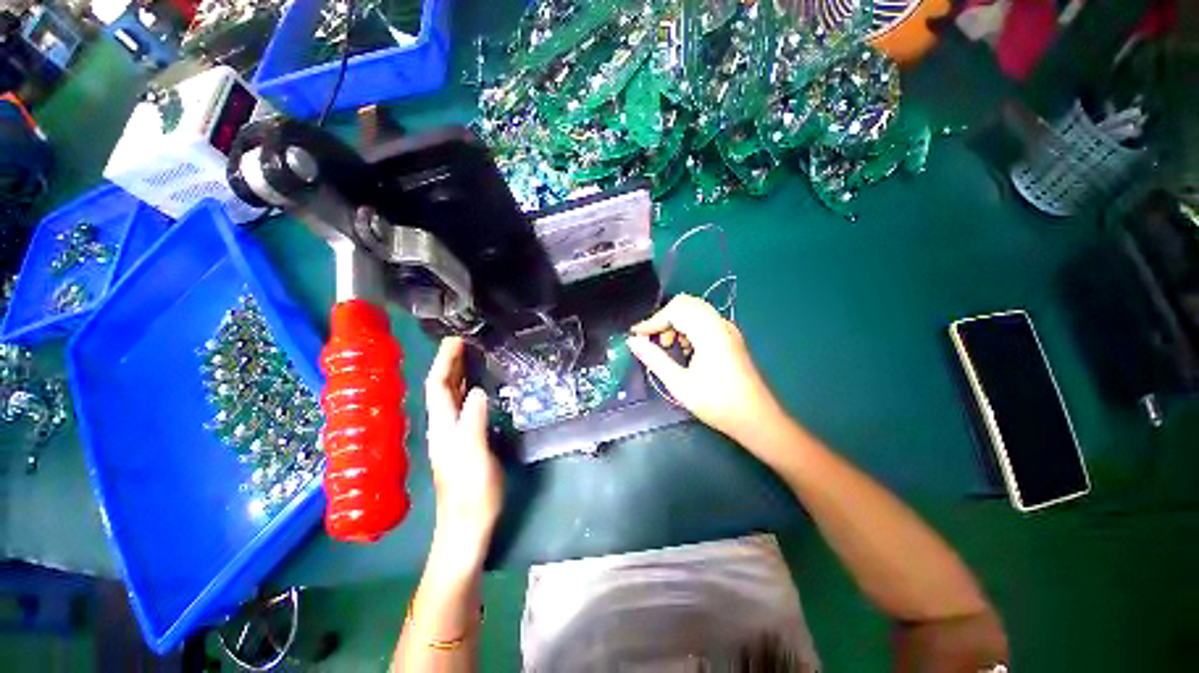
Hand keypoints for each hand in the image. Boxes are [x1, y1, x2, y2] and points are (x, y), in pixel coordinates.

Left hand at [425, 337, 503, 557]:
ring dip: (459, 374)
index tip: (456, 339)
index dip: (444, 361)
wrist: (467, 527)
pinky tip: (480, 387)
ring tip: (473, 356)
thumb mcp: (475, 456)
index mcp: (444, 426)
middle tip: (467, 341)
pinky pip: (463, 407)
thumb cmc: (472, 493)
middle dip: (450, 362)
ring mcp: (453, 435)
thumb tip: (479, 391)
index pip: (437, 386)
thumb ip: (474, 422)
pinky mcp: (464, 441)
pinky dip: (469, 390)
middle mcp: (444, 427)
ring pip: (452, 397)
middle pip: (442, 388)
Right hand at [628, 294, 782, 442]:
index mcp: (709, 332)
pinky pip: (704, 320)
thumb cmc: (717, 403)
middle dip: (664, 318)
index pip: (676, 310)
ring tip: (668, 346)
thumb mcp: (679, 384)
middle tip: (653, 340)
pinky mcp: (729, 337)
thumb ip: (654, 359)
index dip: (653, 321)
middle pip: (686, 304)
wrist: (756, 419)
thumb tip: (633, 342)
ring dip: (676, 323)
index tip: (636, 335)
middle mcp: (720, 324)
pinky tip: (685, 350)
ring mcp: (727, 330)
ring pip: (695, 310)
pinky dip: (688, 328)